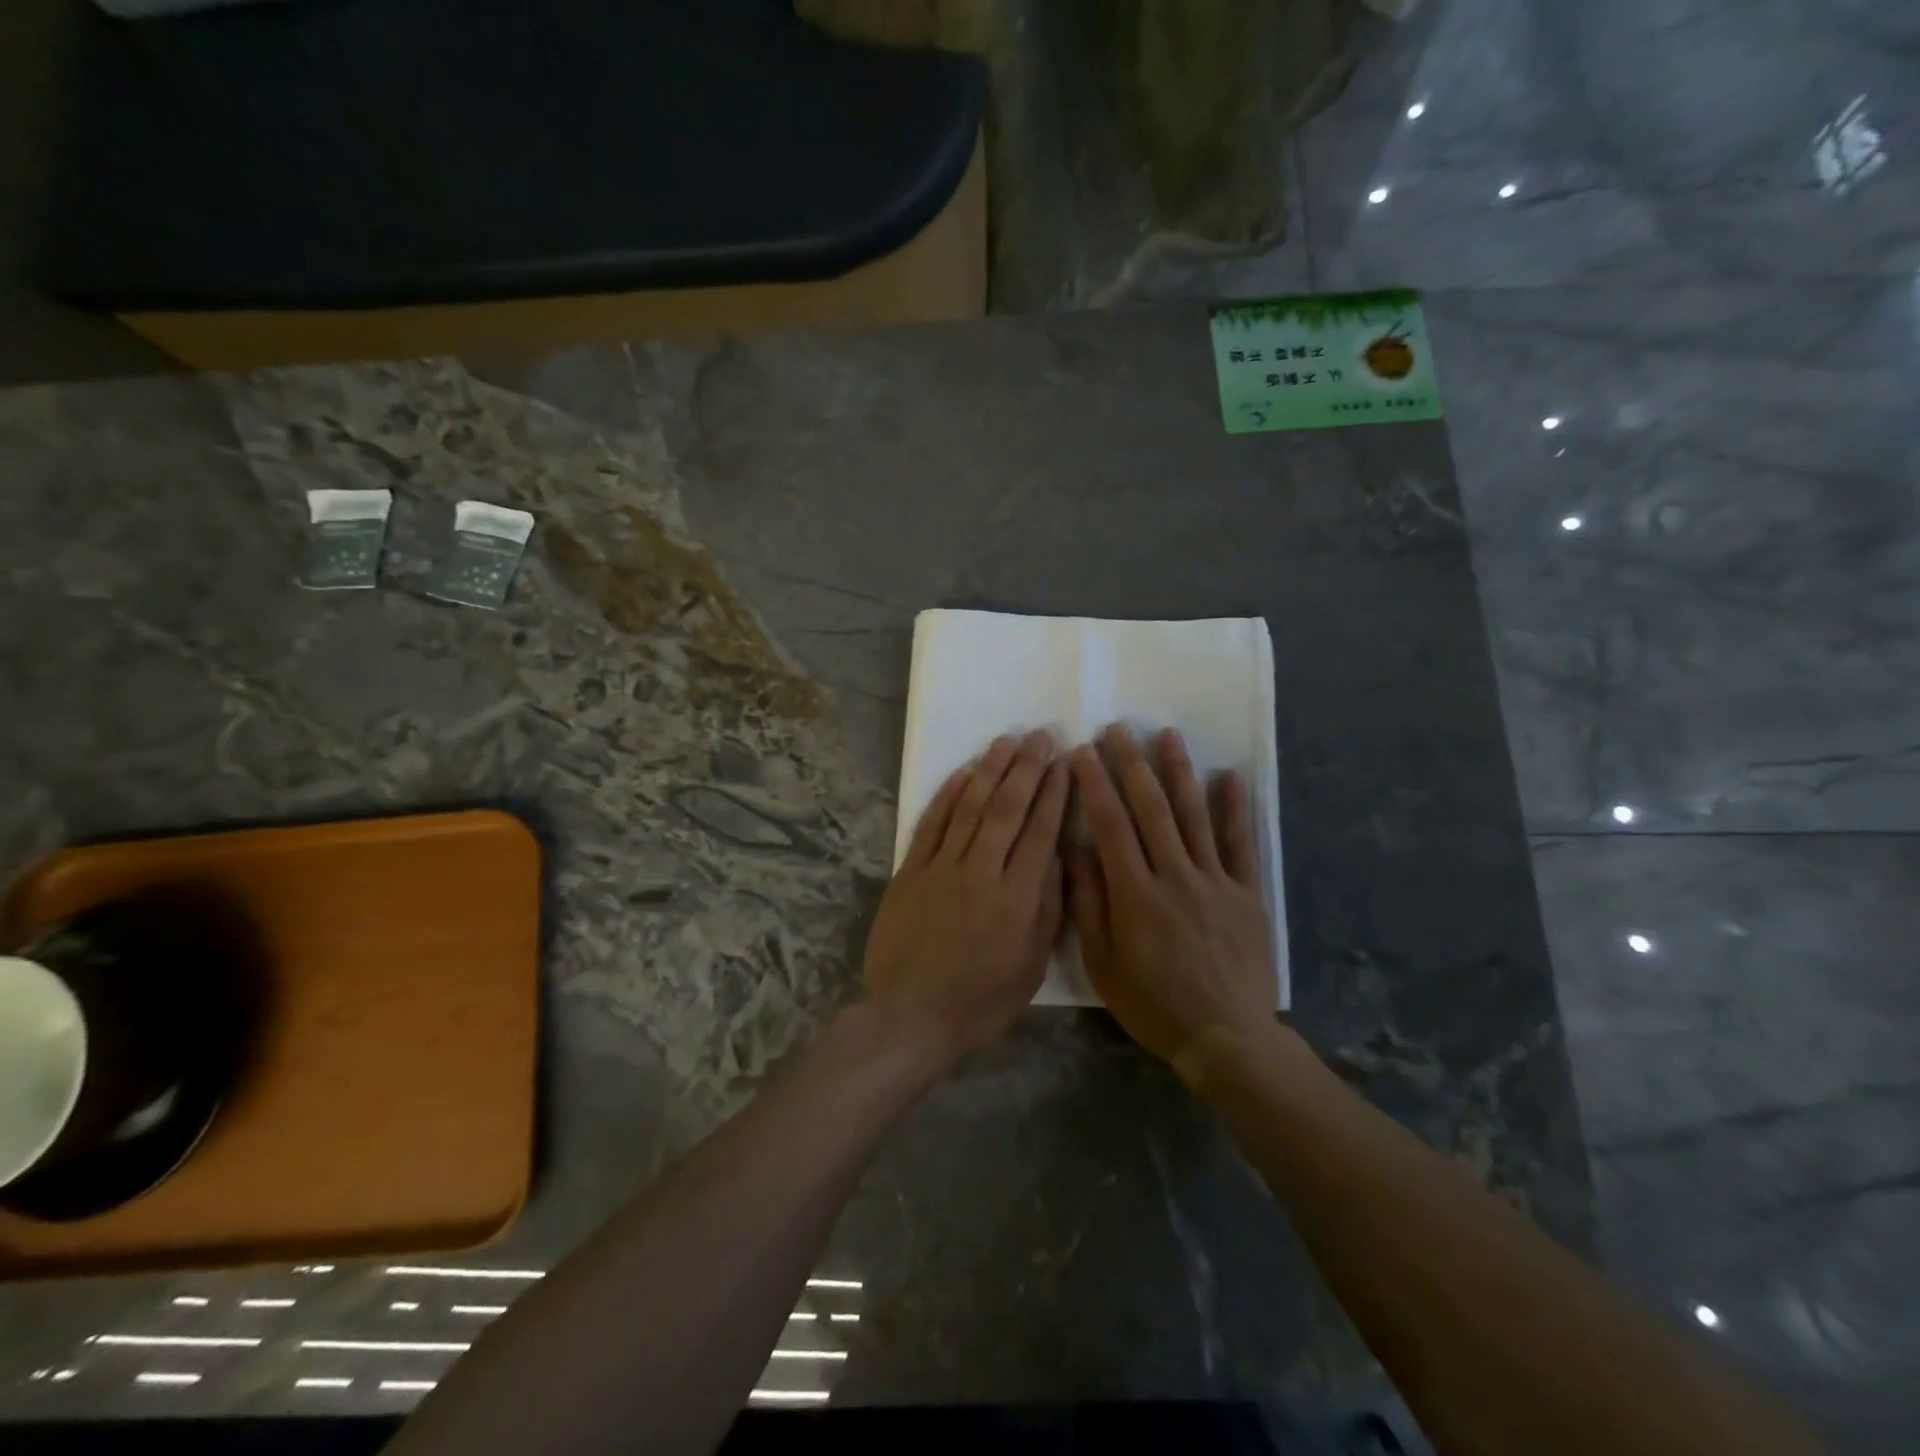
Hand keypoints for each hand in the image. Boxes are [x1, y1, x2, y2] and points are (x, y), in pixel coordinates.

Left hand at [864, 730, 1069, 1069]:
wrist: (910, 1015)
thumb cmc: (979, 999)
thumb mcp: (1031, 966)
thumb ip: (1047, 909)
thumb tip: (1056, 858)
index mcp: (1017, 898)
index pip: (1041, 832)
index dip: (1055, 794)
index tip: (1065, 763)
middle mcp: (981, 872)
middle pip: (1008, 809)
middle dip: (1027, 769)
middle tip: (1041, 737)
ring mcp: (942, 868)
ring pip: (970, 807)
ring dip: (990, 771)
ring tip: (1007, 741)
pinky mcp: (910, 871)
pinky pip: (931, 825)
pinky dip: (947, 796)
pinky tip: (962, 773)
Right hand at [1067, 725, 1274, 1064]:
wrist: (1227, 1038)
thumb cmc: (1154, 1004)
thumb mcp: (1103, 965)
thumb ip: (1089, 905)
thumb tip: (1078, 851)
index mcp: (1136, 894)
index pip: (1111, 825)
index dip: (1096, 784)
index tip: (1083, 752)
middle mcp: (1175, 876)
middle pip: (1152, 809)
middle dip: (1132, 765)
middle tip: (1119, 729)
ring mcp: (1216, 881)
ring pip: (1195, 815)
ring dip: (1179, 772)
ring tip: (1168, 735)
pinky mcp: (1247, 893)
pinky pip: (1240, 844)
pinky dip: (1235, 808)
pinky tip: (1229, 776)